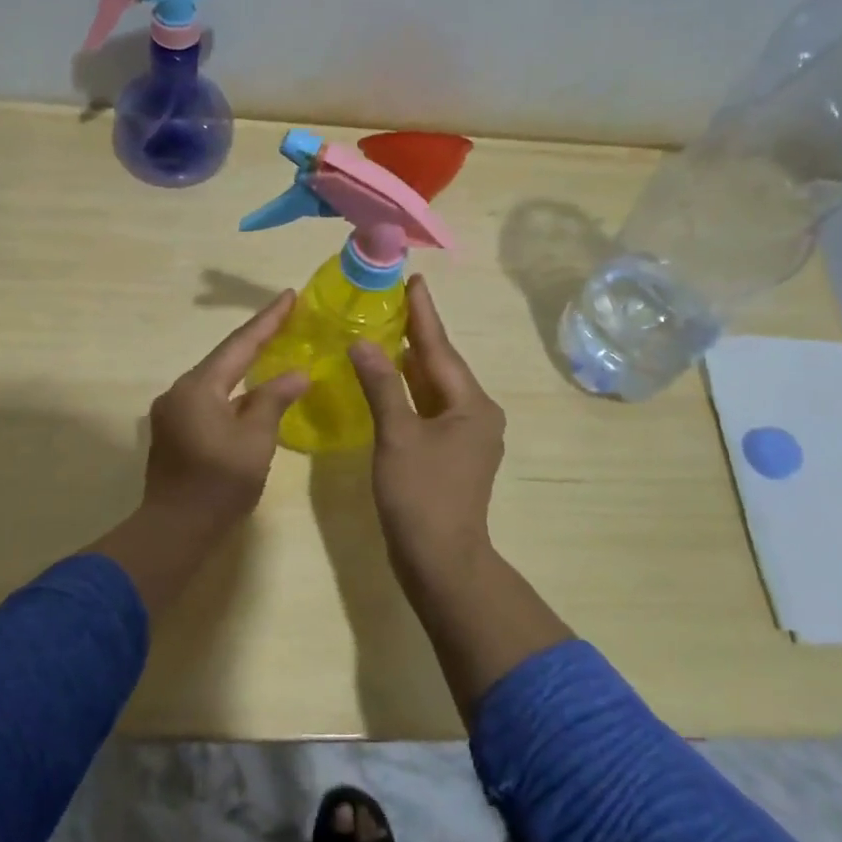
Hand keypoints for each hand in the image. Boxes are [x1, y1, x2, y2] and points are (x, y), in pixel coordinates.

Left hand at [140, 290, 310, 537]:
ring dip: (245, 366)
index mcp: (199, 387)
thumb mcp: (255, 439)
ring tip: (274, 351)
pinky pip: (209, 399)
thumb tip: (296, 374)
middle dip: (257, 339)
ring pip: (216, 380)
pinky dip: (234, 391)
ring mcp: (173, 411)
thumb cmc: (219, 483)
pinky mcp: (174, 431)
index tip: (289, 295)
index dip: (268, 320)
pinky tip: (252, 393)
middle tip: (287, 319)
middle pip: (225, 358)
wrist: (174, 530)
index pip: (240, 344)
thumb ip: (274, 400)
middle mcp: (180, 391)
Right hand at [348, 275, 504, 580]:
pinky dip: (410, 393)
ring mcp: (467, 437)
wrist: (441, 561)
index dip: (424, 314)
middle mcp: (477, 415)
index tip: (414, 280)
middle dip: (418, 335)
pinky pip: (430, 410)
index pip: (440, 349)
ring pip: (435, 389)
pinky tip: (391, 381)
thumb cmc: (421, 495)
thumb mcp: (398, 435)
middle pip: (441, 366)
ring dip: (412, 363)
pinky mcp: (453, 456)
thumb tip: (364, 343)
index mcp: (472, 405)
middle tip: (394, 300)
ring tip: (388, 331)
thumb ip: (382, 385)